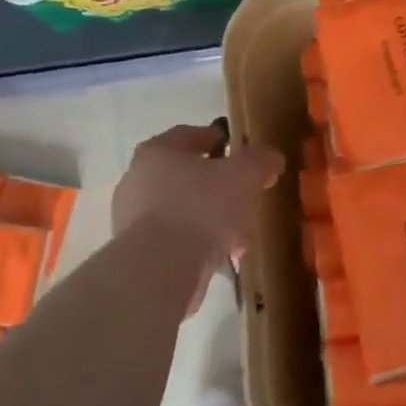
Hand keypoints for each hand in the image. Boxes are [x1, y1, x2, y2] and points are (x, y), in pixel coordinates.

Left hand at [112, 124, 284, 310]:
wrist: (160, 270)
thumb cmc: (200, 208)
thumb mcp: (244, 175)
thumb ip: (260, 161)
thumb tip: (271, 158)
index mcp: (158, 152)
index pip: (188, 136)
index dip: (216, 139)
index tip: (237, 149)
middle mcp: (137, 181)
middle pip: (187, 176)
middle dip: (218, 186)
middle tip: (244, 195)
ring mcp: (133, 220)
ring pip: (184, 211)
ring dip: (212, 220)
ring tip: (240, 235)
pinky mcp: (138, 254)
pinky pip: (177, 240)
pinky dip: (199, 244)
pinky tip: (223, 257)